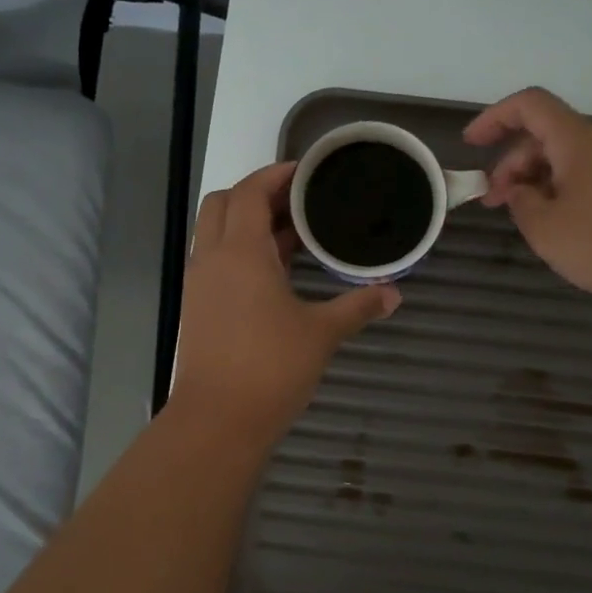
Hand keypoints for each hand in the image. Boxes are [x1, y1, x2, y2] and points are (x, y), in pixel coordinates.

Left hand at [169, 162, 399, 437]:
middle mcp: (212, 258)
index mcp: (241, 252)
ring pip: (215, 232)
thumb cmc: (271, 367)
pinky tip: (273, 272)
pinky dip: (239, 250)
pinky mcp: (197, 307)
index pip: (250, 192)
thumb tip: (394, 295)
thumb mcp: (322, 333)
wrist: (218, 420)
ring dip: (247, 223)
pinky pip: (215, 260)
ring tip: (292, 234)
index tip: (306, 172)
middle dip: (256, 193)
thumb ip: (358, 307)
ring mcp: (199, 284)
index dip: (276, 175)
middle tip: (297, 202)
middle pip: (222, 203)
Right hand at [465, 87, 591, 307]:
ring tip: (523, 217)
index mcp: (576, 141)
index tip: (471, 145)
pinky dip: (560, 190)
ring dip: (535, 180)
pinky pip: (587, 176)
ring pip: (566, 158)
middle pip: (546, 135)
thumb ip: (521, 203)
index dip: (495, 117)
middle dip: (511, 162)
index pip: (529, 105)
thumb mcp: (546, 228)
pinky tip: (557, 224)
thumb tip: (521, 192)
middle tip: (493, 201)